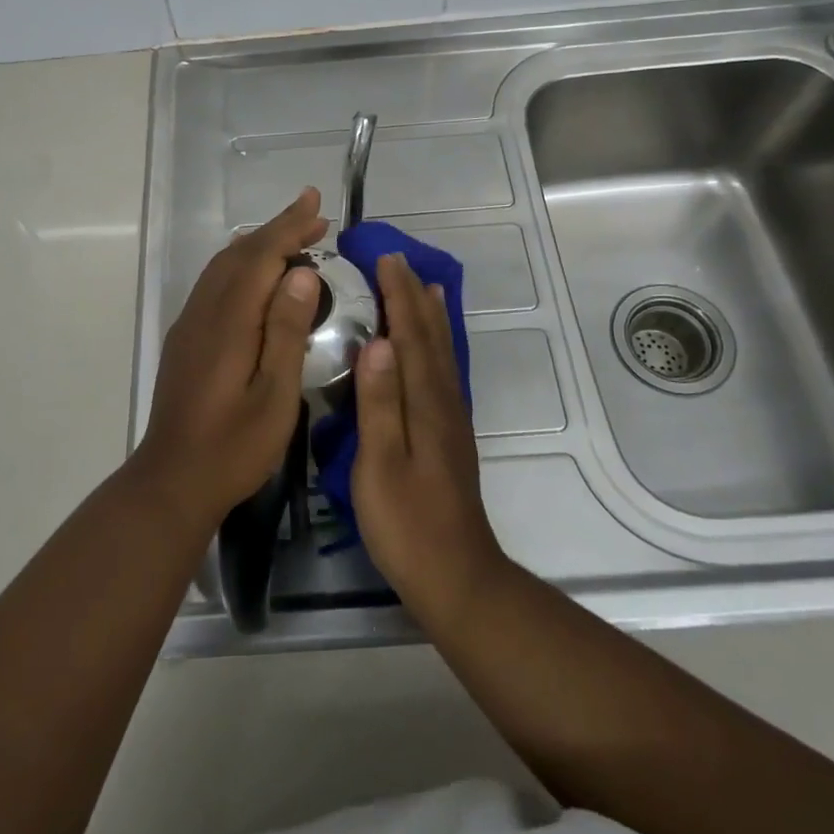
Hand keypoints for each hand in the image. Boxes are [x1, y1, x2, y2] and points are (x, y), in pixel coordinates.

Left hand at [133, 188, 327, 529]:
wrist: (171, 481)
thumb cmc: (233, 446)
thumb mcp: (275, 395)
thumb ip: (286, 331)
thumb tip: (302, 273)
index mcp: (228, 322)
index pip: (260, 257)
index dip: (288, 226)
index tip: (316, 204)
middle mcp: (204, 312)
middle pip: (239, 254)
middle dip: (276, 229)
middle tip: (314, 216)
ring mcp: (190, 325)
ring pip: (223, 267)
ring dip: (258, 245)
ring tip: (293, 239)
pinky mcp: (186, 340)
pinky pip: (215, 284)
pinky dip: (242, 266)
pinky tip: (259, 279)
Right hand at [351, 253, 508, 627]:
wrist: (455, 574)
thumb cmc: (407, 523)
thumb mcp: (380, 465)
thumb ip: (379, 403)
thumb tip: (377, 342)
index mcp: (423, 402)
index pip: (410, 334)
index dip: (398, 295)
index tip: (385, 258)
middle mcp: (442, 399)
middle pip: (429, 335)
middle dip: (414, 294)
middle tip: (397, 260)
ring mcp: (450, 416)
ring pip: (441, 350)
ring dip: (430, 313)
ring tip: (424, 285)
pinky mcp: (450, 433)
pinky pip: (443, 369)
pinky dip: (437, 344)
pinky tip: (432, 346)